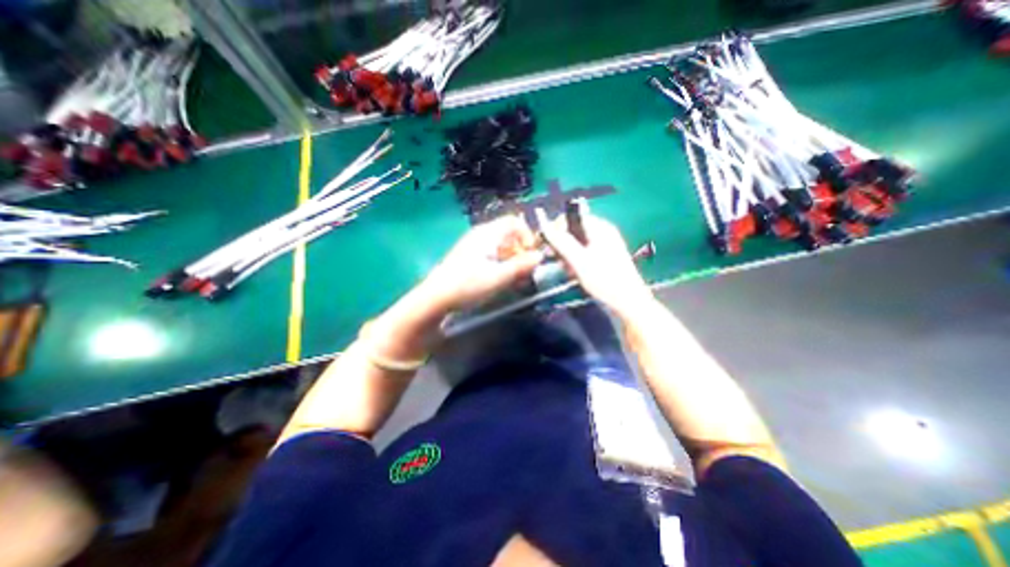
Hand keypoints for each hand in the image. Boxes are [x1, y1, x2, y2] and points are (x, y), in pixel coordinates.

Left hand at [418, 214, 545, 311]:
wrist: (435, 298)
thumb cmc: (467, 285)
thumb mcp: (498, 277)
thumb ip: (521, 266)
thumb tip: (540, 256)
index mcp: (488, 233)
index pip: (514, 222)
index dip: (527, 236)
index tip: (531, 256)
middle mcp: (481, 235)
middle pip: (509, 235)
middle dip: (521, 252)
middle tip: (525, 272)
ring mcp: (473, 246)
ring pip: (501, 247)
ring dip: (512, 261)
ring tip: (515, 280)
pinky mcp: (469, 258)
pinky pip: (492, 255)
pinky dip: (501, 265)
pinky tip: (501, 281)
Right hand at [536, 207, 655, 316]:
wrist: (628, 304)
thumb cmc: (604, 281)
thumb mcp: (579, 261)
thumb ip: (561, 242)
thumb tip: (545, 227)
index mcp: (599, 227)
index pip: (570, 217)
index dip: (555, 228)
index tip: (545, 245)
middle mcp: (602, 232)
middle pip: (572, 230)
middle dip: (561, 245)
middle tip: (558, 261)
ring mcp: (604, 245)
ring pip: (576, 244)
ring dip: (567, 256)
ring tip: (569, 271)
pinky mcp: (603, 258)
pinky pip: (583, 254)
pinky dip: (575, 262)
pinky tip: (575, 274)